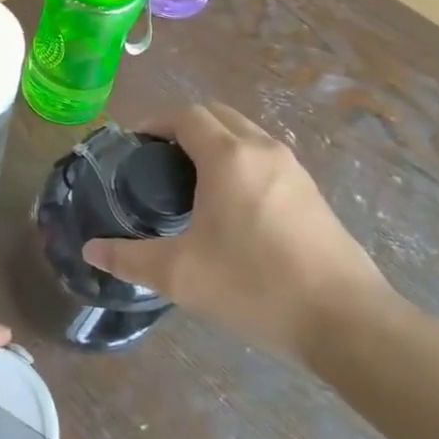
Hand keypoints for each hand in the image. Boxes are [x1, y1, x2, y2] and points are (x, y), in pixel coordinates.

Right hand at [84, 102, 392, 366]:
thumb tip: (91, 250)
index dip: (155, 122)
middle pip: (217, 115)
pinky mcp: (312, 193)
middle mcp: (263, 150)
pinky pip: (265, 157)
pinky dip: (239, 161)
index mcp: (229, 157)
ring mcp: (294, 169)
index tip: (133, 146)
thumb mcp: (180, 276)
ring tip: (189, 181)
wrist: (348, 322)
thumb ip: (129, 259)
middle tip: (156, 160)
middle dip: (182, 127)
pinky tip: (230, 205)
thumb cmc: (255, 287)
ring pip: (245, 133)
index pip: (186, 115)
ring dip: (214, 142)